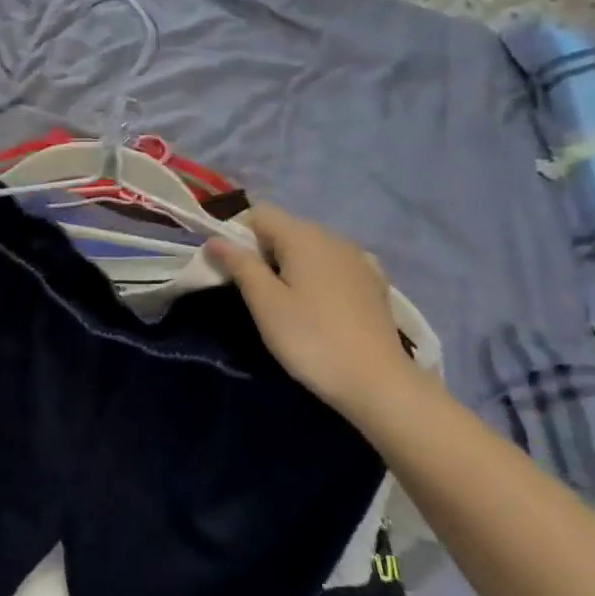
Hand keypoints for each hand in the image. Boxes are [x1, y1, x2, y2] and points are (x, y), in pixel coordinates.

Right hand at [207, 205, 423, 418]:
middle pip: (285, 228)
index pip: (259, 213)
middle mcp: (333, 237)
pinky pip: (332, 266)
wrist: (378, 382)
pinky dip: (316, 276)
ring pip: (309, 248)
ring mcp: (358, 259)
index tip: (230, 269)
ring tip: (284, 303)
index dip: (237, 234)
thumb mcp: (265, 303)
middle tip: (253, 292)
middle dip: (262, 251)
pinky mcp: (373, 282)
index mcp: (304, 236)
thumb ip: (240, 265)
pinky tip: (317, 307)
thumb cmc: (311, 339)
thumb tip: (215, 240)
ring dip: (289, 265)